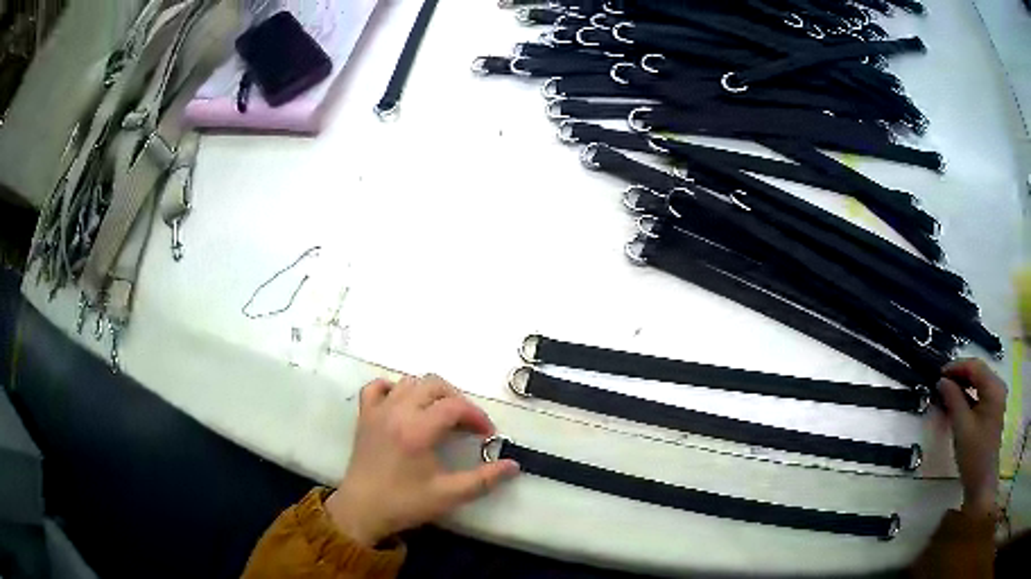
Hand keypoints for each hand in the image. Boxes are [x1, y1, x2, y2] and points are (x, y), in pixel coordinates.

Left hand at [325, 375, 519, 545]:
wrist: (362, 509)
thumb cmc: (405, 503)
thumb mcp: (449, 495)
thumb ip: (484, 479)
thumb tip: (514, 465)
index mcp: (418, 430)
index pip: (455, 406)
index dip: (477, 416)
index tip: (487, 435)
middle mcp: (397, 412)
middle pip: (434, 385)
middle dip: (457, 400)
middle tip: (467, 424)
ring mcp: (378, 411)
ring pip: (410, 382)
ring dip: (430, 393)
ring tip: (441, 416)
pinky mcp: (364, 416)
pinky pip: (377, 387)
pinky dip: (393, 389)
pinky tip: (404, 405)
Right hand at [937, 359, 1006, 517]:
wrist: (982, 482)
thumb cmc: (974, 455)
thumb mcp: (962, 428)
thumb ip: (953, 400)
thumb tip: (942, 381)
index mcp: (994, 387)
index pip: (975, 366)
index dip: (956, 367)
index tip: (939, 374)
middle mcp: (998, 386)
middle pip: (978, 372)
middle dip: (960, 375)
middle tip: (941, 384)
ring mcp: (997, 398)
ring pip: (979, 382)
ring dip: (963, 385)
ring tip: (947, 393)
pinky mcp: (993, 409)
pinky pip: (981, 394)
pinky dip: (969, 395)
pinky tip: (958, 403)